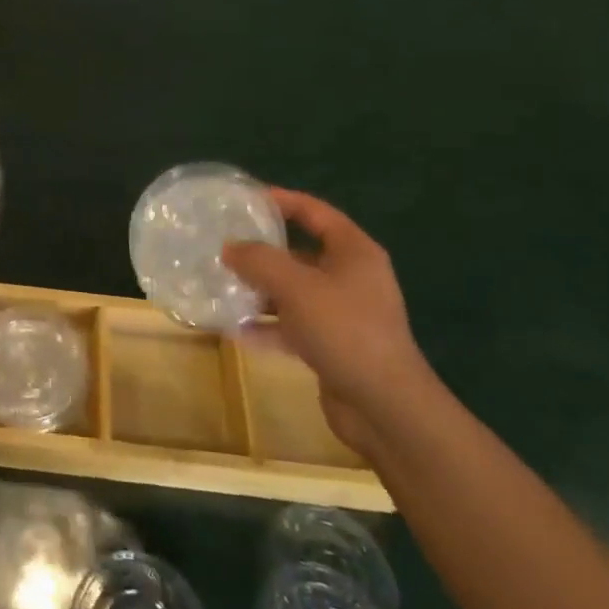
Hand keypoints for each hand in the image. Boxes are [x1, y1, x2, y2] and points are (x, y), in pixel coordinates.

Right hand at [221, 189, 431, 457]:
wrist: (386, 408)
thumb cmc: (344, 330)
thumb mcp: (295, 286)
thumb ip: (259, 260)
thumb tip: (229, 247)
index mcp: (353, 252)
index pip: (315, 212)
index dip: (281, 200)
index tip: (244, 199)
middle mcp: (351, 277)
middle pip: (301, 252)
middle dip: (262, 250)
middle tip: (224, 244)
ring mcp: (343, 313)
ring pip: (294, 291)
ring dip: (260, 290)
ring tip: (222, 285)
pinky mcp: (334, 345)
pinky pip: (294, 325)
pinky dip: (268, 325)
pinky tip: (235, 329)